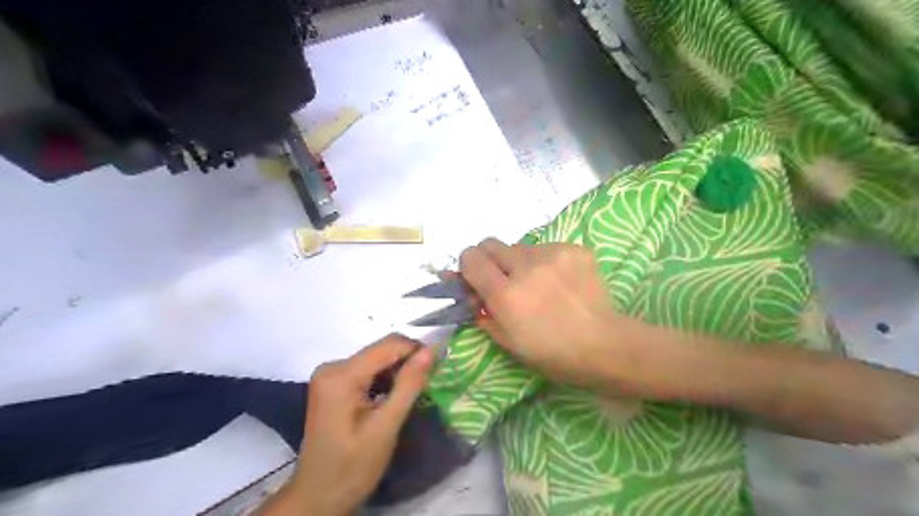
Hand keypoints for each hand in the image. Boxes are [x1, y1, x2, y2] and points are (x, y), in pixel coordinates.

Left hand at [290, 332, 434, 514]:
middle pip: (381, 350)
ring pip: (376, 359)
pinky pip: (367, 370)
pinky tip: (393, 398)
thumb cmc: (353, 467)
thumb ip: (409, 385)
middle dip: (407, 362)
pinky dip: (384, 380)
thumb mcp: (386, 426)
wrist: (318, 498)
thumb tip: (430, 351)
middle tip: (427, 385)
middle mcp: (333, 366)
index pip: (389, 345)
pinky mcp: (333, 385)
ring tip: (413, 394)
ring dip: (397, 372)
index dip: (417, 350)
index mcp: (341, 374)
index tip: (438, 368)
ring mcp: (331, 375)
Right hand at [459, 239, 644, 393]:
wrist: (604, 345)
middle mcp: (526, 267)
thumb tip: (470, 292)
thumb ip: (482, 312)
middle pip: (491, 244)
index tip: (476, 278)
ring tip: (539, 284)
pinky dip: (546, 262)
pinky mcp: (574, 249)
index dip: (469, 266)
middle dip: (491, 260)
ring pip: (520, 247)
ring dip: (520, 262)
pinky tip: (560, 282)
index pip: (471, 258)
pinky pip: (546, 248)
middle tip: (504, 279)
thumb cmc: (552, 353)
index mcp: (506, 294)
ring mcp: (553, 254)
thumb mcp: (507, 342)